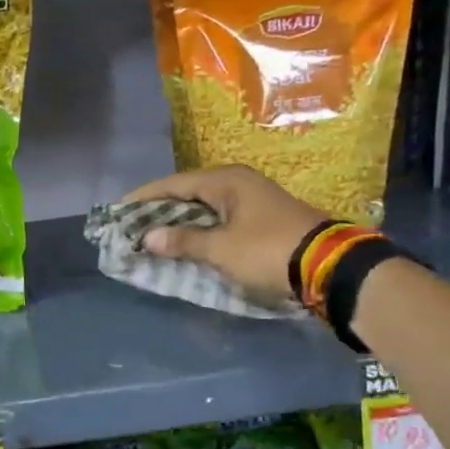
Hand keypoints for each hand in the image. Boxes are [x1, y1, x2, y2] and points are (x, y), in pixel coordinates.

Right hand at [121, 166, 328, 305]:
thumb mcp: (221, 248)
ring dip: (180, 222)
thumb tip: (148, 237)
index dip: (144, 198)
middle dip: (160, 210)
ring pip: (204, 208)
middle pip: (188, 194)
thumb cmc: (269, 251)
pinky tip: (186, 244)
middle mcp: (238, 184)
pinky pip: (219, 220)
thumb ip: (183, 241)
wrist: (330, 267)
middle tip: (133, 225)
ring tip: (153, 236)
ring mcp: (253, 201)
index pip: (174, 184)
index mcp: (226, 181)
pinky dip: (199, 231)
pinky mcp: (262, 220)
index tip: (119, 210)